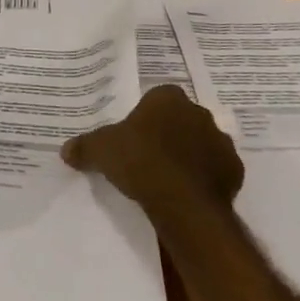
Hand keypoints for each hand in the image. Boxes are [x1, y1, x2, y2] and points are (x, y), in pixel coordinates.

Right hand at [62, 83, 244, 213]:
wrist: (183, 202)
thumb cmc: (140, 161)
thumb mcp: (102, 151)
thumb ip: (85, 146)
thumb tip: (65, 150)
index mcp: (168, 98)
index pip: (157, 98)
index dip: (146, 116)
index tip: (135, 135)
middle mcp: (198, 112)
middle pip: (181, 119)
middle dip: (169, 133)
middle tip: (149, 157)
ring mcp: (220, 140)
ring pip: (201, 143)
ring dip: (190, 155)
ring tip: (169, 179)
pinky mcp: (234, 170)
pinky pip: (217, 170)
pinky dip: (206, 178)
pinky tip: (188, 193)